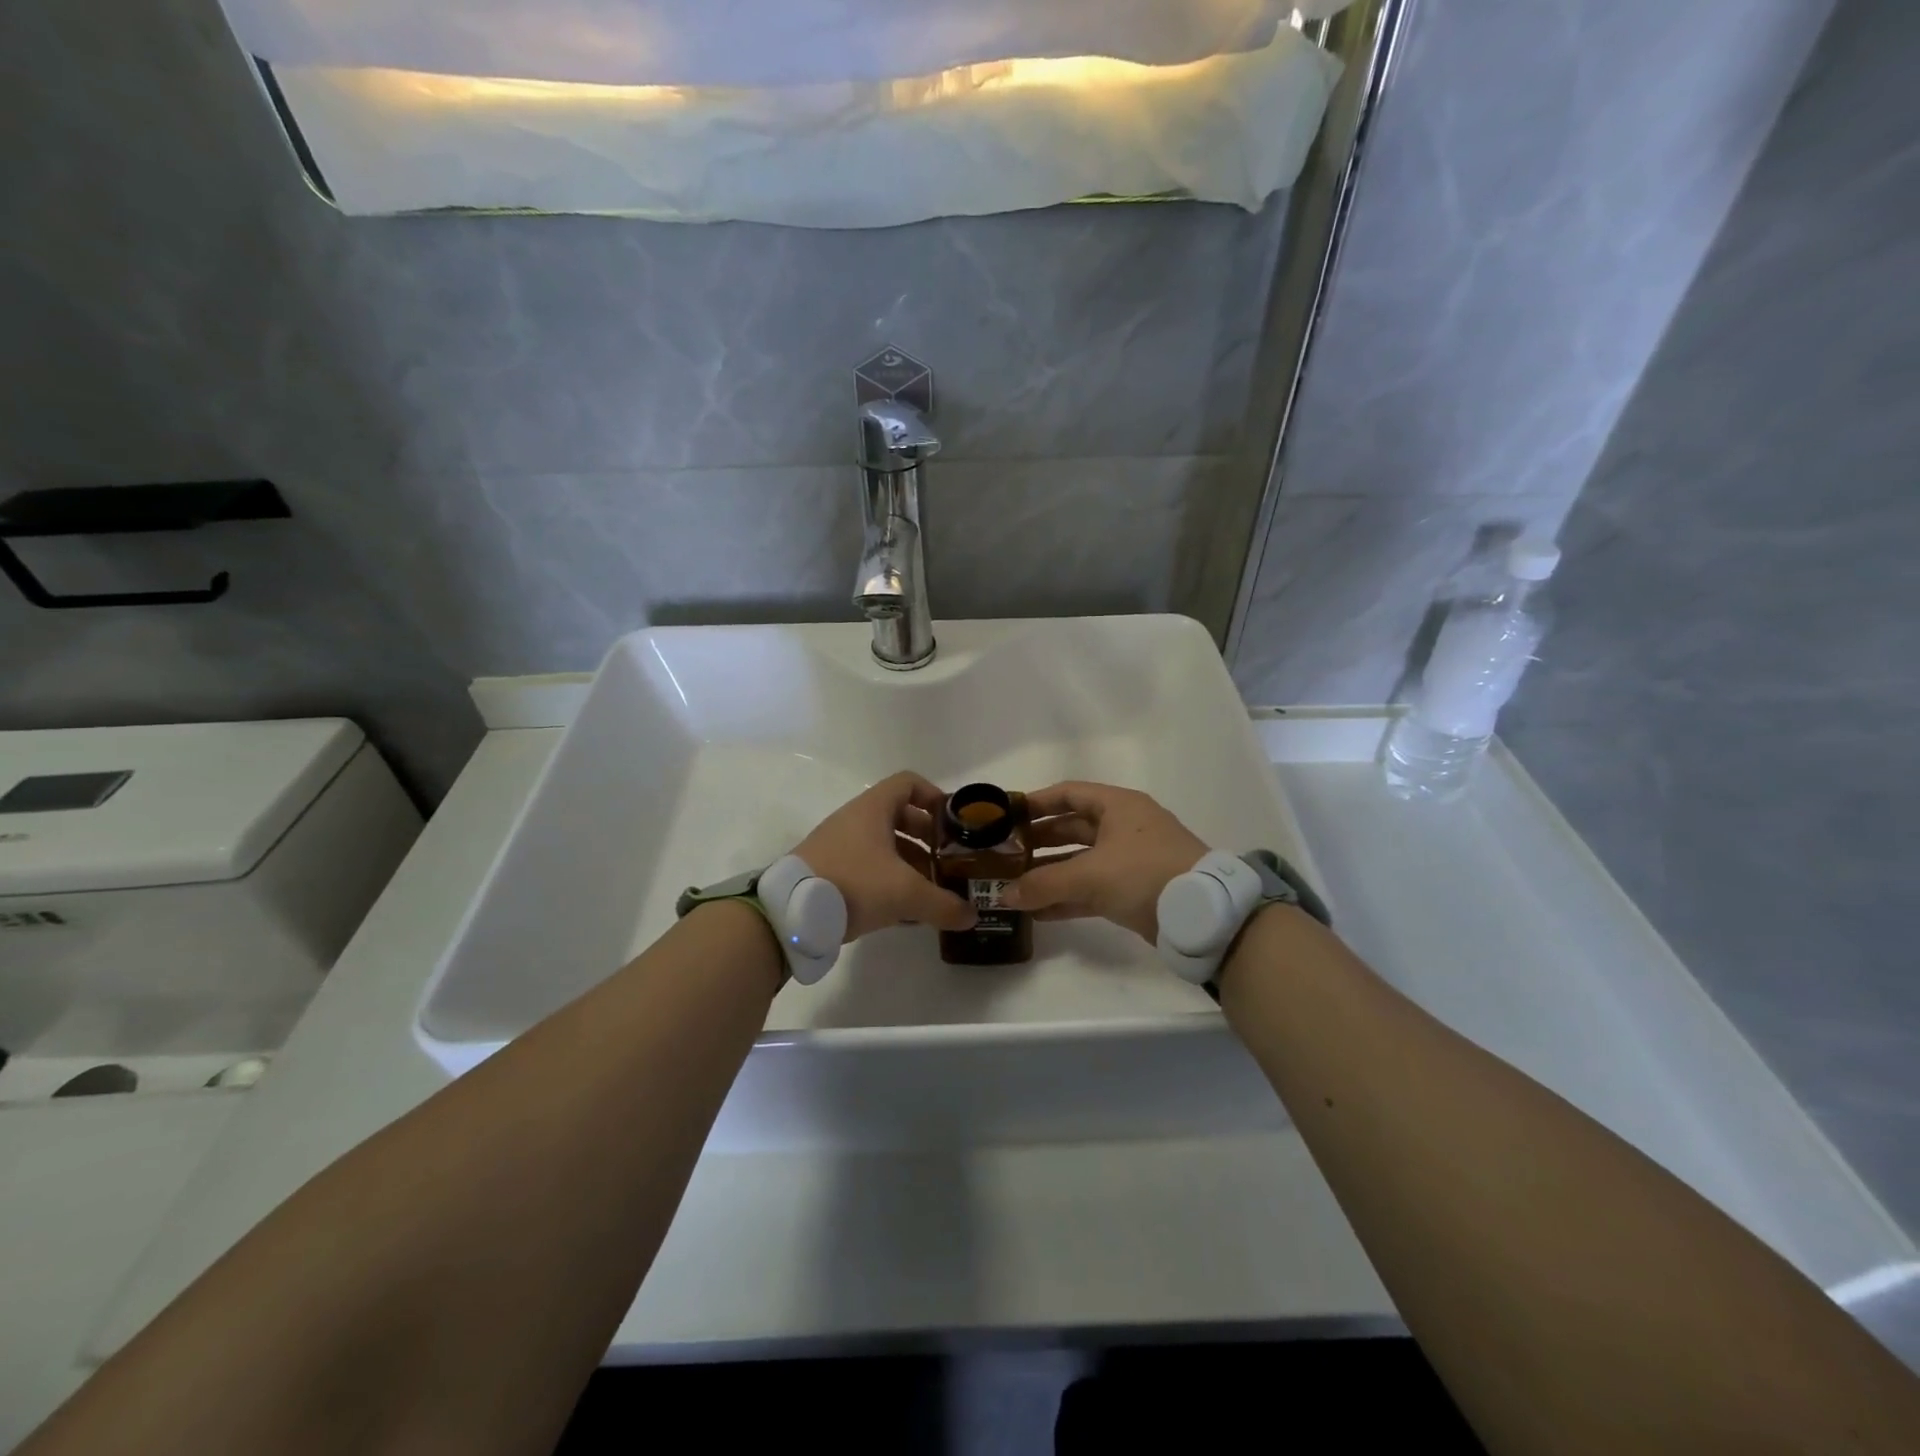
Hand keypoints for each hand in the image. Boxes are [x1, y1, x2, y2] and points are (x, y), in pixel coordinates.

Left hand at [793, 772, 977, 941]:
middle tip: (947, 861)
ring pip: (883, 845)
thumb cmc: (853, 884)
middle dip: (927, 838)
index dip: (934, 796)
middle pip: (899, 816)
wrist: (790, 914)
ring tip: (929, 890)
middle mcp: (855, 820)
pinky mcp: (828, 870)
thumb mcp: (905, 894)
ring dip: (909, 863)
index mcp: (873, 809)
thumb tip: (972, 916)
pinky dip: (888, 881)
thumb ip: (943, 904)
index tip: (952, 823)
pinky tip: (902, 910)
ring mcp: (838, 845)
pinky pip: (866, 867)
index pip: (909, 783)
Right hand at [1004, 782, 1208, 942]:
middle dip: (1038, 841)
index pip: (1068, 794)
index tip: (1006, 815)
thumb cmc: (1145, 873)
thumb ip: (1044, 883)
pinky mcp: (1134, 891)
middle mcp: (1123, 827)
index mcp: (1117, 806)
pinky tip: (1039, 911)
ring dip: (1049, 873)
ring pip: (1080, 861)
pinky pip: (1092, 889)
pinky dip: (1067, 897)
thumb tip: (1004, 895)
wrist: (1203, 914)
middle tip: (1005, 853)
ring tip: (1015, 885)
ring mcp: (1130, 860)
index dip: (1036, 802)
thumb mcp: (1090, 875)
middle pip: (1071, 828)